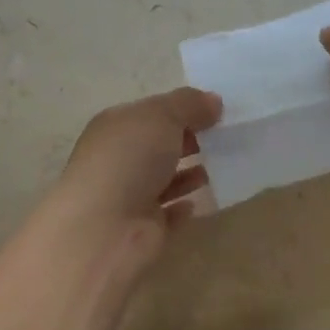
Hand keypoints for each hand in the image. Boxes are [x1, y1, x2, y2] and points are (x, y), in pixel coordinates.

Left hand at [51, 86, 222, 277]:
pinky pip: (168, 214)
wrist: (105, 228)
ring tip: (221, 166)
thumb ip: (189, 104)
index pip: (150, 113)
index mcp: (115, 127)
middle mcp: (119, 159)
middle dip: (188, 140)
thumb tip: (213, 101)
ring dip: (189, 173)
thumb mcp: (161, 116)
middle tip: (225, 138)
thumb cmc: (129, 159)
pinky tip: (200, 202)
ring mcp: (130, 196)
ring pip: (164, 179)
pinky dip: (183, 208)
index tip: (216, 112)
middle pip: (157, 145)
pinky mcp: (143, 228)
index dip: (181, 109)